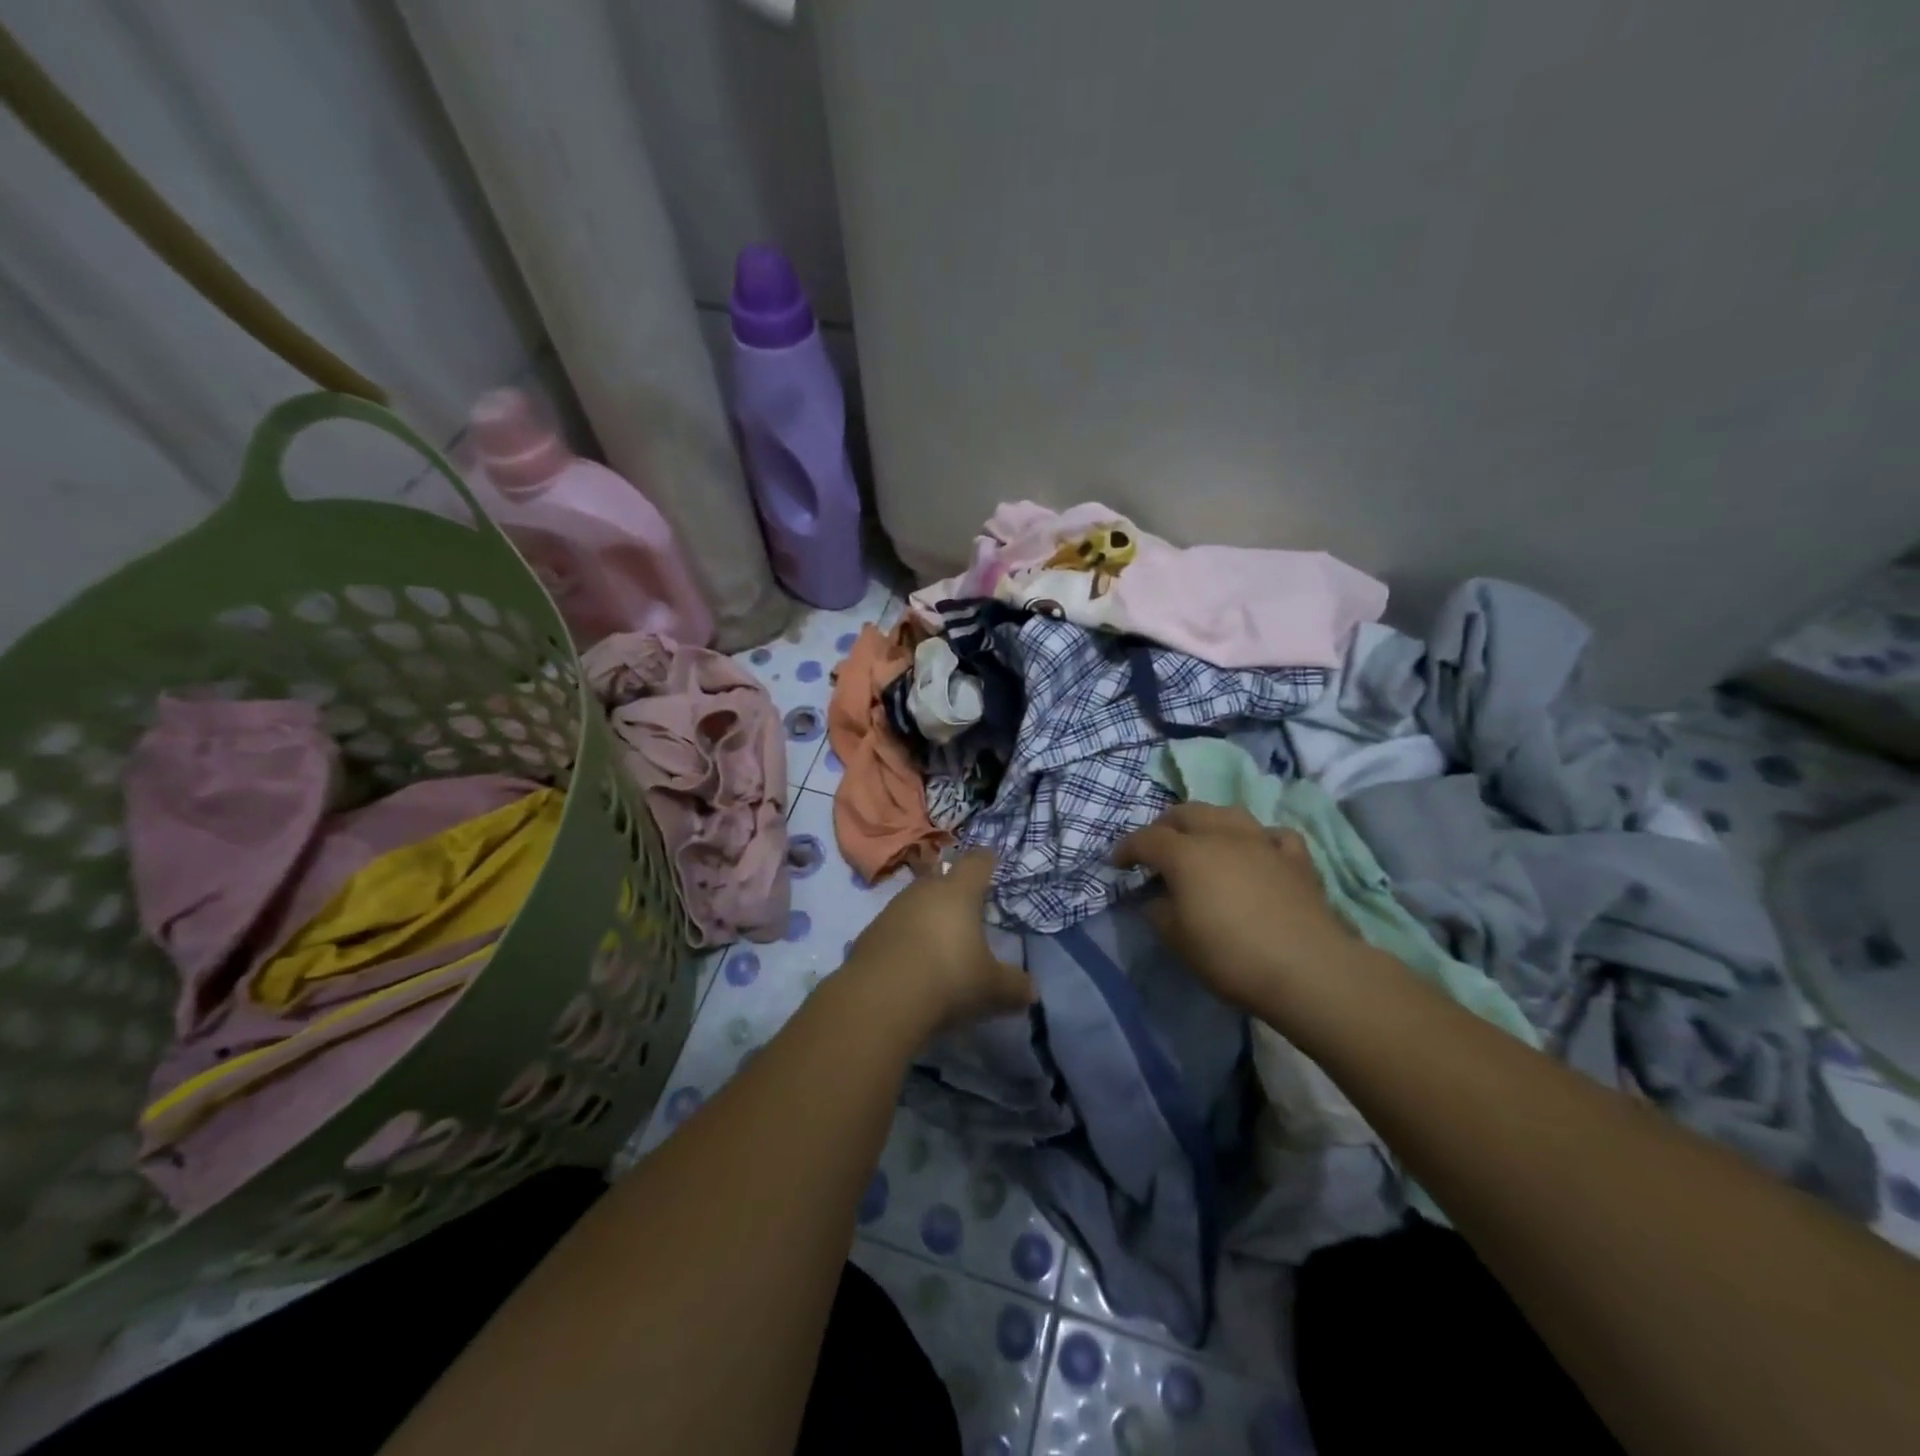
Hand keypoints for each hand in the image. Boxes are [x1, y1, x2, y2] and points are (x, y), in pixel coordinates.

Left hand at [842, 851, 1032, 1033]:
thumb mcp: (992, 988)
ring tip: (939, 940)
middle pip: (942, 878)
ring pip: (915, 901)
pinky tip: (911, 962)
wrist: (880, 999)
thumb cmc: (948, 979)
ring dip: (927, 915)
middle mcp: (924, 891)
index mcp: (959, 892)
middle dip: (954, 890)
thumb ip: (1014, 986)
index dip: (987, 860)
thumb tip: (1031, 991)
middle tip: (968, 908)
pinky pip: (895, 927)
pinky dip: (905, 938)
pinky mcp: (870, 933)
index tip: (992, 862)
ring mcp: (892, 909)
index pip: (977, 862)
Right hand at [1114, 803, 1357, 1014]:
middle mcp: (1221, 835)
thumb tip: (1154, 898)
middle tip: (1156, 848)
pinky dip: (1257, 838)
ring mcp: (1262, 842)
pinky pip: (1271, 834)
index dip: (1127, 848)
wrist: (1308, 969)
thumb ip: (1158, 912)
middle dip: (1164, 825)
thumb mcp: (1178, 940)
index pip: (1146, 839)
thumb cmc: (1231, 956)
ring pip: (1228, 813)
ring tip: (1202, 840)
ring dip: (1208, 822)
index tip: (1117, 863)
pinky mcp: (1295, 858)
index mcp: (1186, 854)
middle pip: (1186, 813)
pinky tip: (1257, 852)